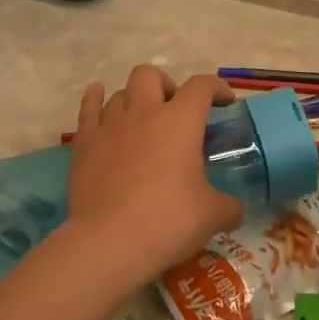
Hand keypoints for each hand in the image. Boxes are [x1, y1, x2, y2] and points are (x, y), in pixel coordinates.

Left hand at [64, 66, 244, 284]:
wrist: (108, 244)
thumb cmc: (167, 221)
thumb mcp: (211, 216)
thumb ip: (228, 207)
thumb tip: (235, 210)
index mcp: (180, 121)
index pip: (201, 86)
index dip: (217, 87)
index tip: (224, 101)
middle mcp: (144, 112)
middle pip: (151, 75)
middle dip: (165, 86)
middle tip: (174, 112)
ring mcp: (110, 125)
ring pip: (120, 93)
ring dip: (134, 101)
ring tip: (141, 121)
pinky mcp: (84, 144)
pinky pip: (88, 109)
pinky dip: (95, 101)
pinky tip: (98, 99)